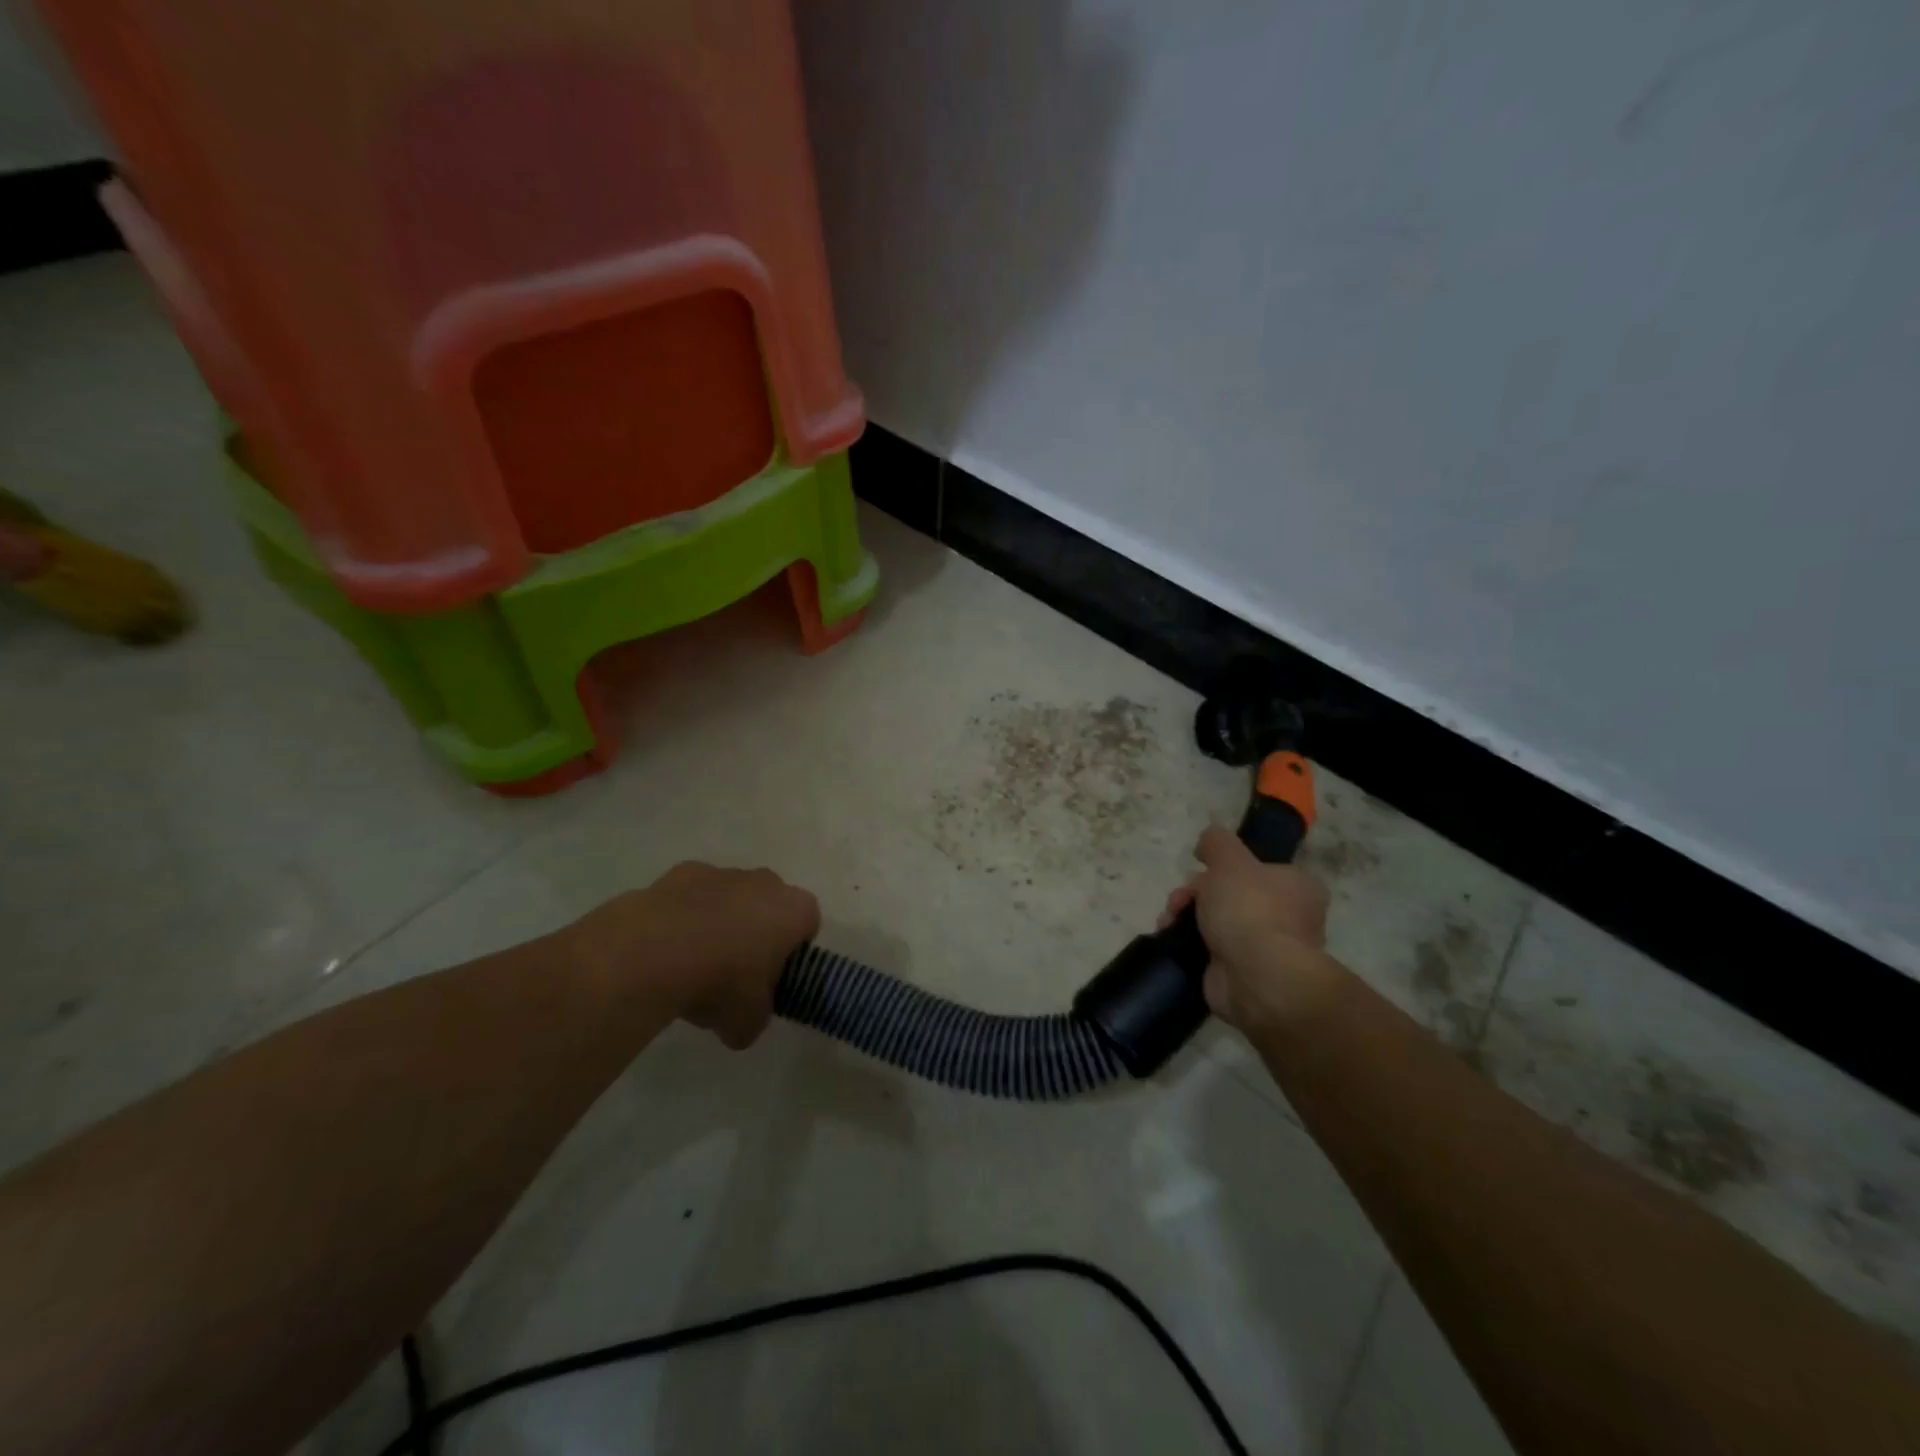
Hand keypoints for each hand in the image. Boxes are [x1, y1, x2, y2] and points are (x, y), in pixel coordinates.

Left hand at [567, 862, 819, 1048]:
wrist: (654, 953)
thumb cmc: (721, 983)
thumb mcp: (749, 1022)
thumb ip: (757, 1016)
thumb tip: (744, 1021)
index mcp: (794, 910)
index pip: (807, 925)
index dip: (792, 952)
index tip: (772, 978)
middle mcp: (765, 882)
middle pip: (770, 905)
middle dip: (757, 932)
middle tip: (735, 972)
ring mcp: (723, 873)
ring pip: (731, 898)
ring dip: (720, 922)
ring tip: (691, 965)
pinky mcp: (682, 872)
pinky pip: (692, 896)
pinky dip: (684, 916)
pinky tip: (665, 949)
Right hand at [1159, 826, 1341, 1038]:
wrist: (1256, 978)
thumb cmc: (1250, 909)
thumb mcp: (1229, 859)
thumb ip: (1216, 842)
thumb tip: (1208, 842)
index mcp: (1296, 886)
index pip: (1256, 868)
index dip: (1222, 867)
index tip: (1200, 870)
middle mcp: (1287, 917)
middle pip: (1229, 894)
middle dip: (1195, 893)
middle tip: (1179, 901)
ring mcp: (1264, 948)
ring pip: (1215, 921)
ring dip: (1186, 918)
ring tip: (1168, 923)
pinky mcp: (1242, 974)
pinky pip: (1208, 950)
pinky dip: (1188, 945)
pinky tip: (1172, 941)